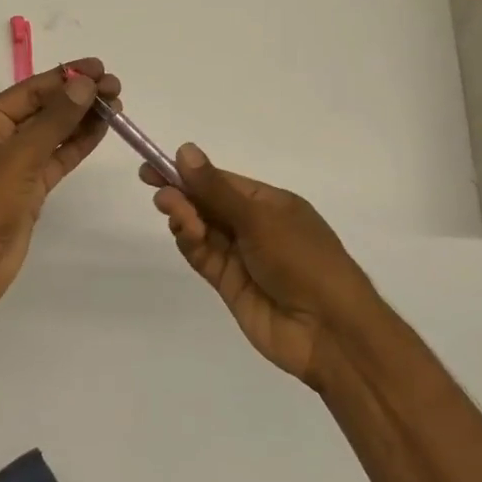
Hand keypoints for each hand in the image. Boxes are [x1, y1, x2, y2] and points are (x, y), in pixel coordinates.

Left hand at [0, 58, 120, 313]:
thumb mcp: (20, 156)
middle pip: (43, 109)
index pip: (30, 91)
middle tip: (115, 87)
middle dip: (78, 97)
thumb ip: (55, 119)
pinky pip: (56, 159)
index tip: (100, 68)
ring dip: (82, 119)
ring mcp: (14, 165)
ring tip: (116, 104)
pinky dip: (78, 145)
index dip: (65, 77)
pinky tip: (102, 130)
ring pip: (53, 134)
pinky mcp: (28, 189)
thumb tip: (84, 84)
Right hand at [142, 144, 381, 389]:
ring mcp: (241, 256)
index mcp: (270, 203)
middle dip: (182, 195)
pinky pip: (202, 256)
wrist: (329, 331)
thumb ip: (216, 189)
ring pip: (201, 229)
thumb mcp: (259, 219)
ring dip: (184, 218)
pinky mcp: (229, 284)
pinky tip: (185, 233)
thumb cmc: (303, 261)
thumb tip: (185, 150)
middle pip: (207, 204)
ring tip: (175, 214)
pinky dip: (189, 243)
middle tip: (160, 194)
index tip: (153, 167)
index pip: (220, 181)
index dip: (187, 173)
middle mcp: (254, 226)